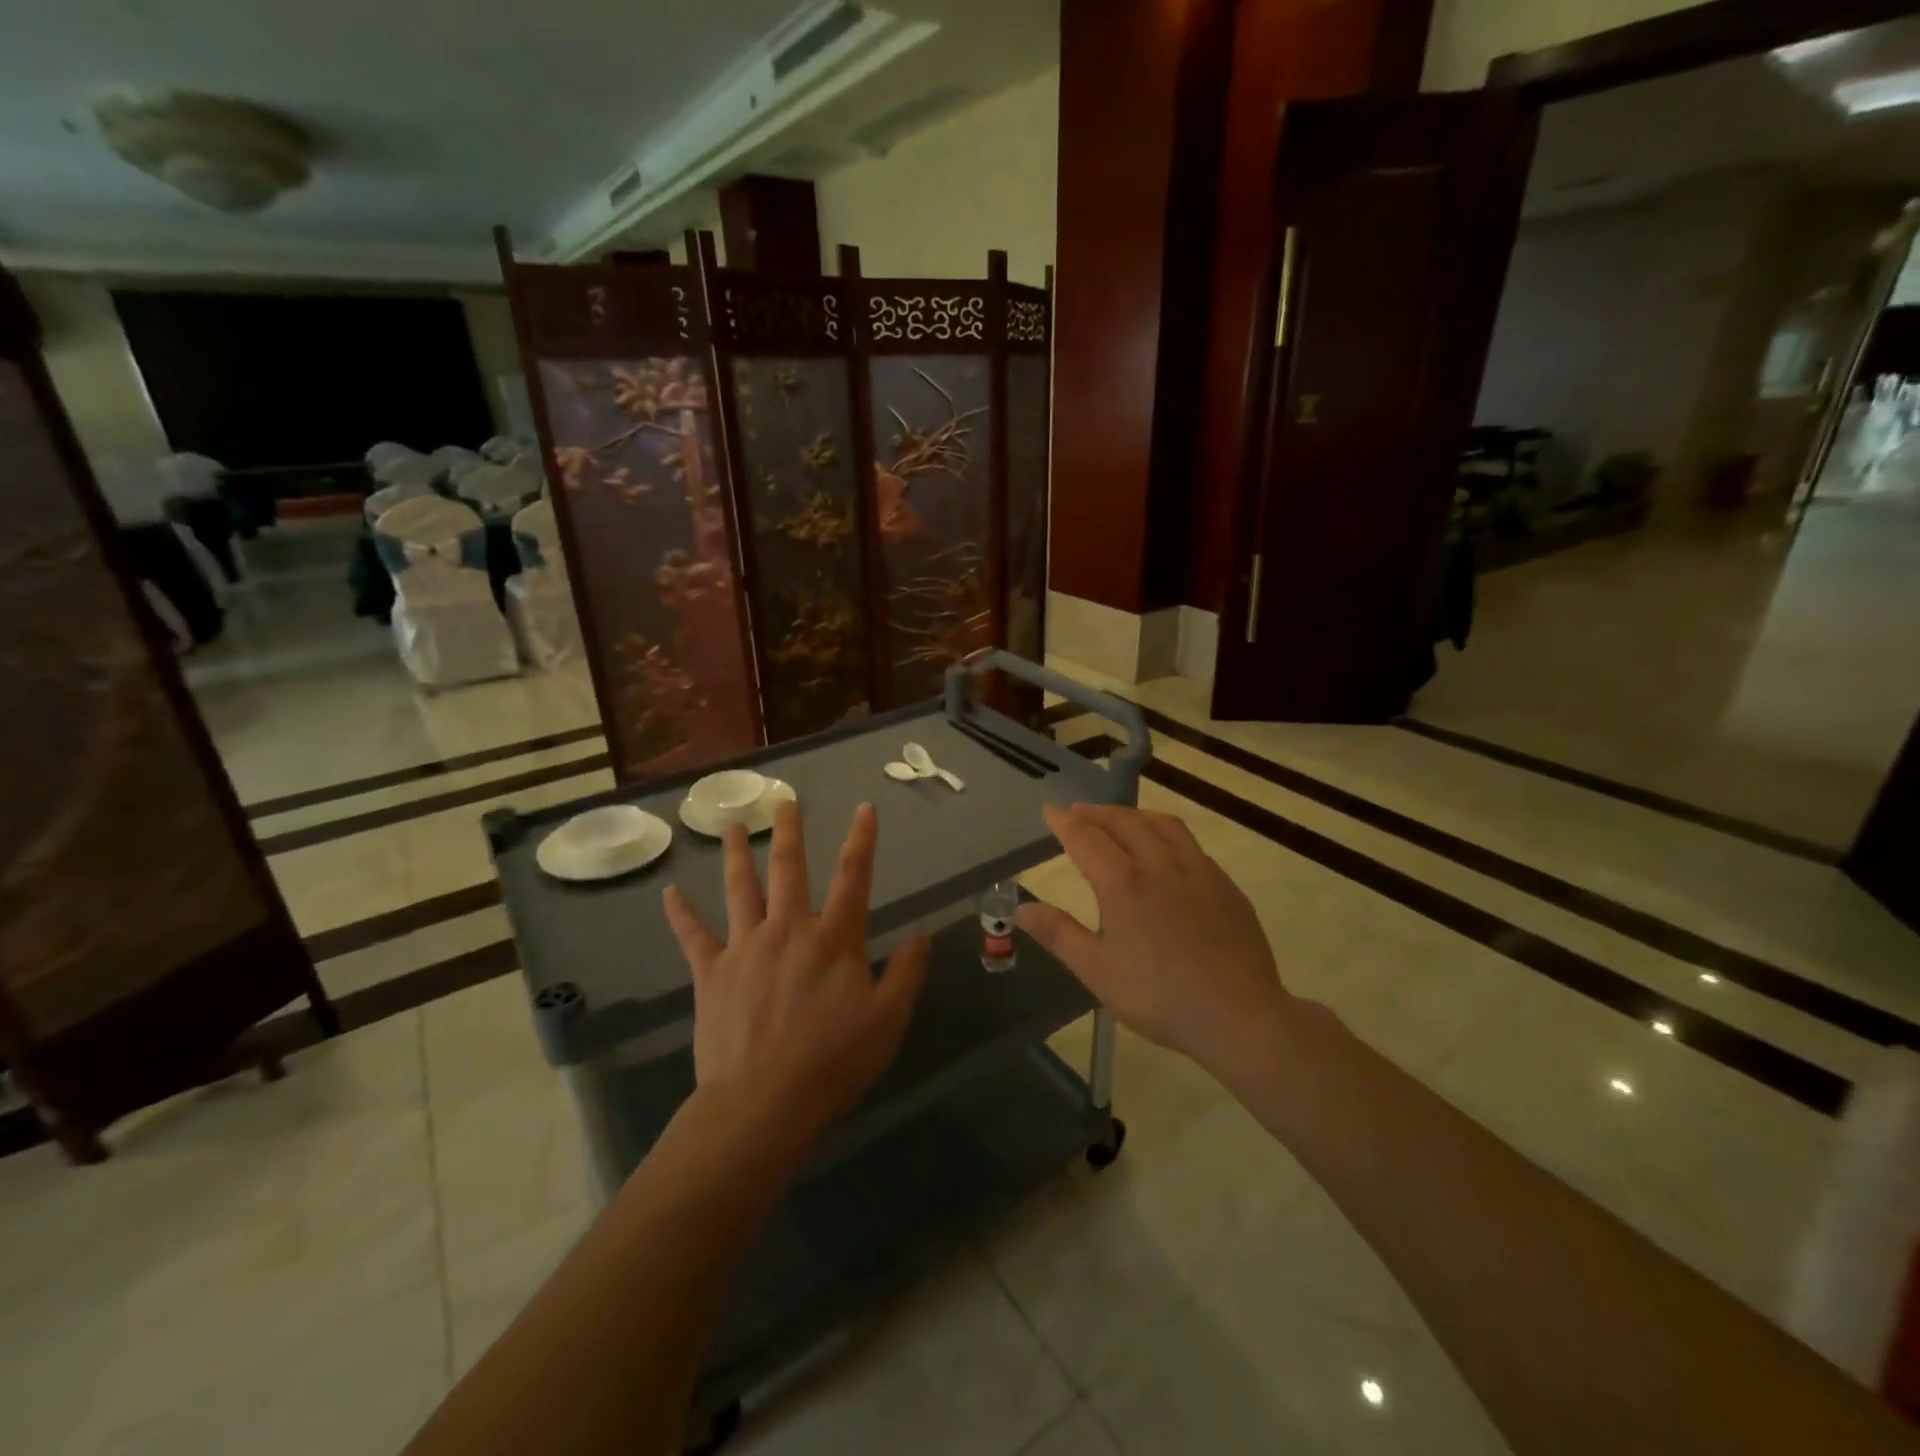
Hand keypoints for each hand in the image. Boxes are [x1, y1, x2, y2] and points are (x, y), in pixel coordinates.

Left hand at [664, 802, 928, 1140]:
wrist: (763, 1103)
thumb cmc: (833, 1062)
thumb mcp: (888, 1020)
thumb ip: (907, 973)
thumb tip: (922, 934)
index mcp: (834, 938)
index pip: (853, 876)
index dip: (862, 839)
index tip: (864, 808)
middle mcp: (789, 929)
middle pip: (789, 867)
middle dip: (789, 831)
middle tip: (785, 802)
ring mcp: (746, 947)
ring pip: (740, 888)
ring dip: (736, 854)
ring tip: (729, 825)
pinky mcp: (712, 973)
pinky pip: (693, 936)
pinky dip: (681, 913)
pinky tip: (669, 893)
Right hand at [1017, 803, 1291, 1081]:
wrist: (1239, 1015)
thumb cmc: (1159, 997)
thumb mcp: (1097, 972)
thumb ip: (1059, 934)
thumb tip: (1022, 909)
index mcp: (1123, 884)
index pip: (1086, 838)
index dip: (1065, 823)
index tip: (1050, 811)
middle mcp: (1160, 865)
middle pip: (1124, 822)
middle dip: (1097, 813)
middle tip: (1079, 812)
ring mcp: (1198, 871)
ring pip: (1163, 825)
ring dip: (1134, 815)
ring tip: (1120, 819)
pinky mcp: (1225, 885)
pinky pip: (1190, 844)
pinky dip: (1166, 834)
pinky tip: (1166, 852)